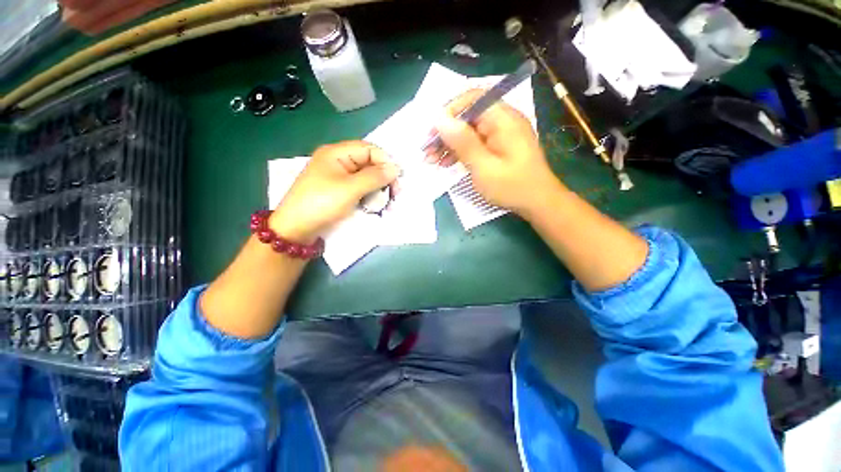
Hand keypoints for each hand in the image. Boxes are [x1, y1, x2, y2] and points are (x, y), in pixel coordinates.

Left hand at [270, 141, 398, 241]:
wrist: (296, 229)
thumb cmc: (321, 203)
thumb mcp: (350, 189)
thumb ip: (375, 177)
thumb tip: (396, 168)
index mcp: (336, 153)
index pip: (369, 149)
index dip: (385, 161)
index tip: (397, 179)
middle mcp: (338, 161)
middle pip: (368, 163)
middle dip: (383, 177)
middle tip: (394, 193)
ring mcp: (338, 177)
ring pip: (366, 177)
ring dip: (378, 188)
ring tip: (385, 201)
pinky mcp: (339, 191)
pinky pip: (359, 188)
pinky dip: (369, 195)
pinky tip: (374, 204)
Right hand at [426, 89, 561, 215]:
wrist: (538, 203)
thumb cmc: (512, 186)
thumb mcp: (483, 167)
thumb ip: (462, 142)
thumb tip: (440, 119)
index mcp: (503, 118)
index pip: (471, 99)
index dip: (448, 112)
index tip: (432, 132)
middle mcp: (502, 120)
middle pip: (467, 115)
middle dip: (445, 132)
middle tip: (427, 151)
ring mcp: (500, 134)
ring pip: (468, 130)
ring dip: (449, 143)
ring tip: (432, 160)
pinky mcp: (497, 147)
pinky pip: (475, 142)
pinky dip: (459, 151)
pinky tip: (447, 163)